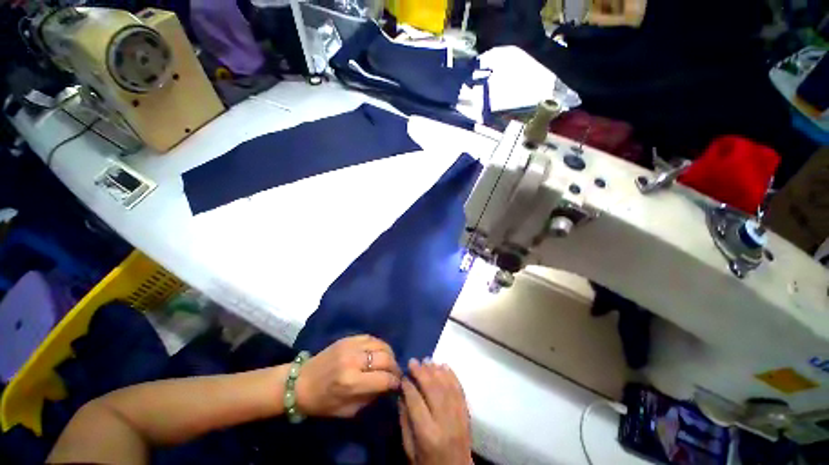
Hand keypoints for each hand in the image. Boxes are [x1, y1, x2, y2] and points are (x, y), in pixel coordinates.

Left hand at [296, 335, 401, 417]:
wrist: (300, 382)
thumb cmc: (322, 402)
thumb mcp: (347, 411)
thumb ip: (370, 398)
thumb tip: (388, 386)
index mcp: (351, 382)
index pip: (384, 379)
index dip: (395, 382)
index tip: (399, 385)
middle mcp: (353, 360)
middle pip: (385, 358)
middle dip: (395, 367)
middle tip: (396, 373)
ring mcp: (351, 346)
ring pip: (381, 344)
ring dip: (389, 354)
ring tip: (389, 362)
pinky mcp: (348, 338)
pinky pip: (371, 337)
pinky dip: (379, 345)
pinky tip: (379, 352)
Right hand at [399, 359, 471, 464]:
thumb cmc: (427, 463)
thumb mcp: (409, 449)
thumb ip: (405, 421)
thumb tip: (401, 394)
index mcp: (428, 434)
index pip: (416, 402)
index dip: (408, 386)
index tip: (403, 376)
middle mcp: (445, 422)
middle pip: (433, 390)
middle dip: (422, 373)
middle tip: (413, 361)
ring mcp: (459, 417)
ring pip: (447, 387)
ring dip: (436, 370)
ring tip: (427, 360)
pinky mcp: (467, 414)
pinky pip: (460, 390)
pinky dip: (452, 376)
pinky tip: (444, 366)